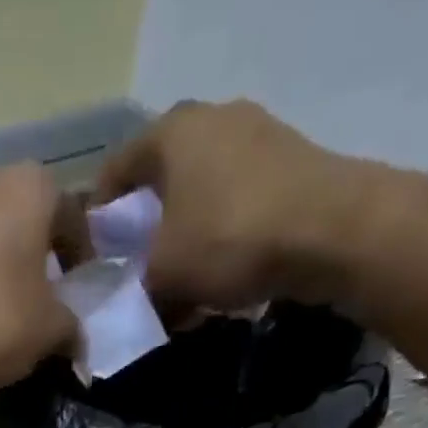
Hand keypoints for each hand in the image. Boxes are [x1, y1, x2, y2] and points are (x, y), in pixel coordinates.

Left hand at [0, 165, 78, 397]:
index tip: (78, 291)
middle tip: (40, 303)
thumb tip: (74, 335)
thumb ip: (70, 326)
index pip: (72, 213)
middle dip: (36, 257)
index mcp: (31, 185)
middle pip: (24, 217)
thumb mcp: (47, 331)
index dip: (81, 255)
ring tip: (0, 312)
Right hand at [94, 100, 373, 314]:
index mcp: (171, 132)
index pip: (115, 170)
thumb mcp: (163, 276)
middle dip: (145, 232)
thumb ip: (135, 289)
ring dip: (185, 241)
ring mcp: (258, 137)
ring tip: (178, 289)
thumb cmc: (229, 240)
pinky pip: (236, 206)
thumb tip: (128, 306)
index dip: (98, 217)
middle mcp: (213, 121)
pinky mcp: (291, 165)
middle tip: (135, 276)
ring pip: (201, 197)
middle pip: (161, 183)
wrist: (333, 231)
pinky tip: (219, 283)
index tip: (94, 257)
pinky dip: (220, 240)